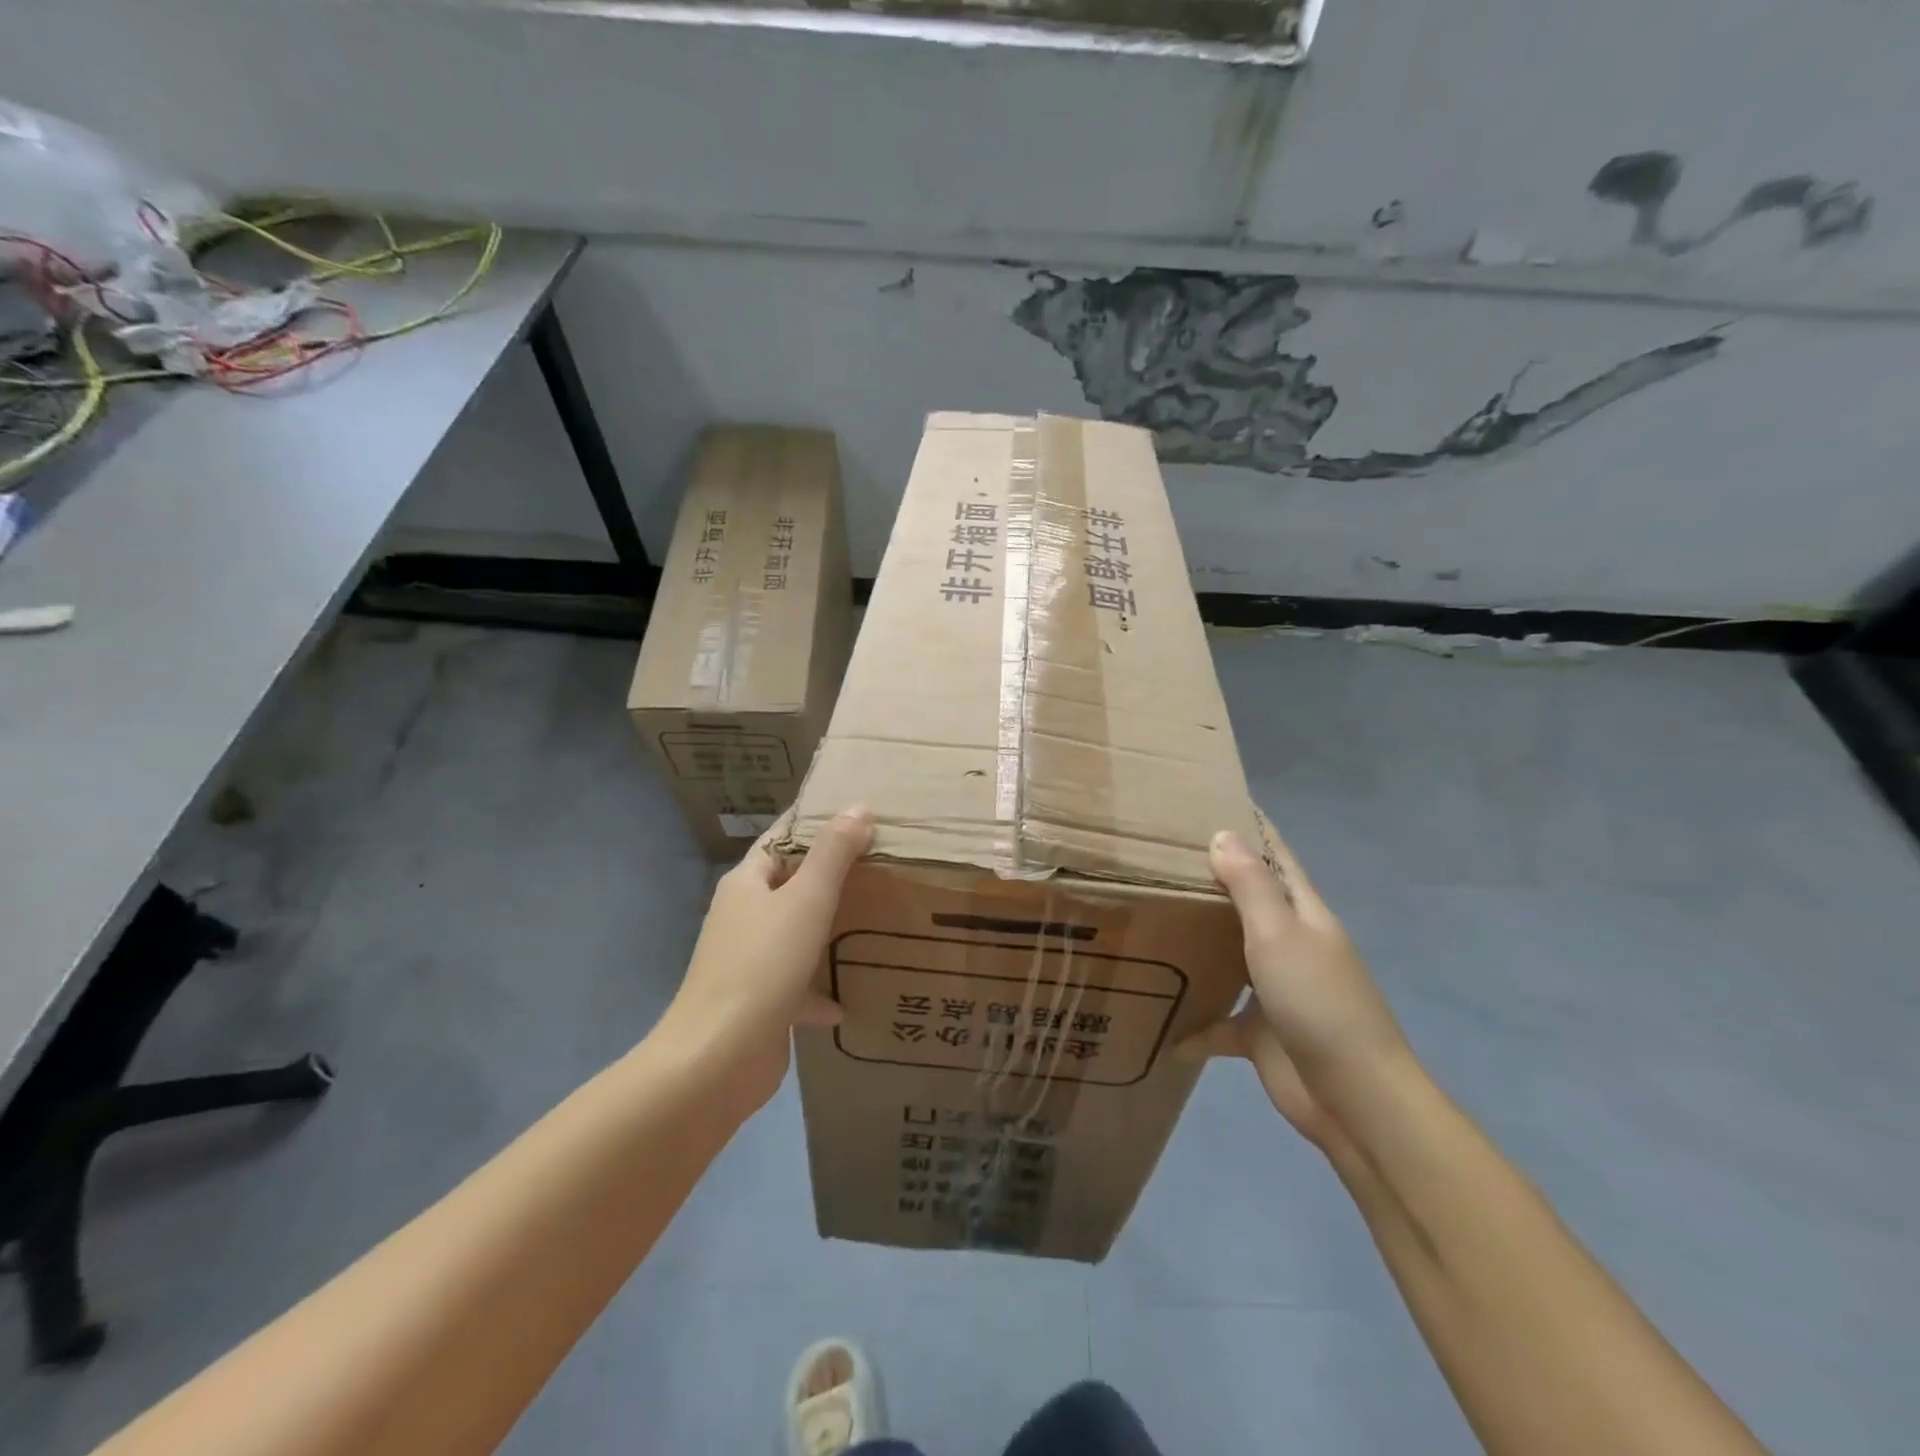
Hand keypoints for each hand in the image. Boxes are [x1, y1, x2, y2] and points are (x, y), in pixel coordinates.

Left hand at [660, 807, 872, 1109]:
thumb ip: (833, 853)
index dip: (815, 822)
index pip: (782, 838)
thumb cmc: (762, 965)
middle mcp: (744, 916)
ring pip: (796, 934)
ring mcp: (749, 961)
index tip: (858, 812)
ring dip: (828, 930)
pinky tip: (850, 1000)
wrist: (718, 1059)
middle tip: (881, 863)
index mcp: (747, 883)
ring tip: (876, 921)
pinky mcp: (759, 1002)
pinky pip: (797, 985)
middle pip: (791, 884)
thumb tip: (858, 807)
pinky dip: (821, 989)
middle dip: (831, 876)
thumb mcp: (806, 900)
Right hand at [1182, 824, 1410, 1158]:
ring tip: (1153, 921)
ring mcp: (1277, 991)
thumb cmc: (1318, 1003)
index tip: (1216, 800)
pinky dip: (1197, 1025)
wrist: (1353, 1097)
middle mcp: (1291, 945)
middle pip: (1250, 902)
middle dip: (1214, 880)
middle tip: (1161, 857)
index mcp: (1303, 916)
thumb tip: (1221, 834)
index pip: (1277, 858)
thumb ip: (1250, 886)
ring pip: (1231, 956)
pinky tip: (1165, 1027)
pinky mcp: (1262, 1033)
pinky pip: (1221, 1022)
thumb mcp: (1280, 935)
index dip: (1253, 829)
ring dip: (1201, 943)